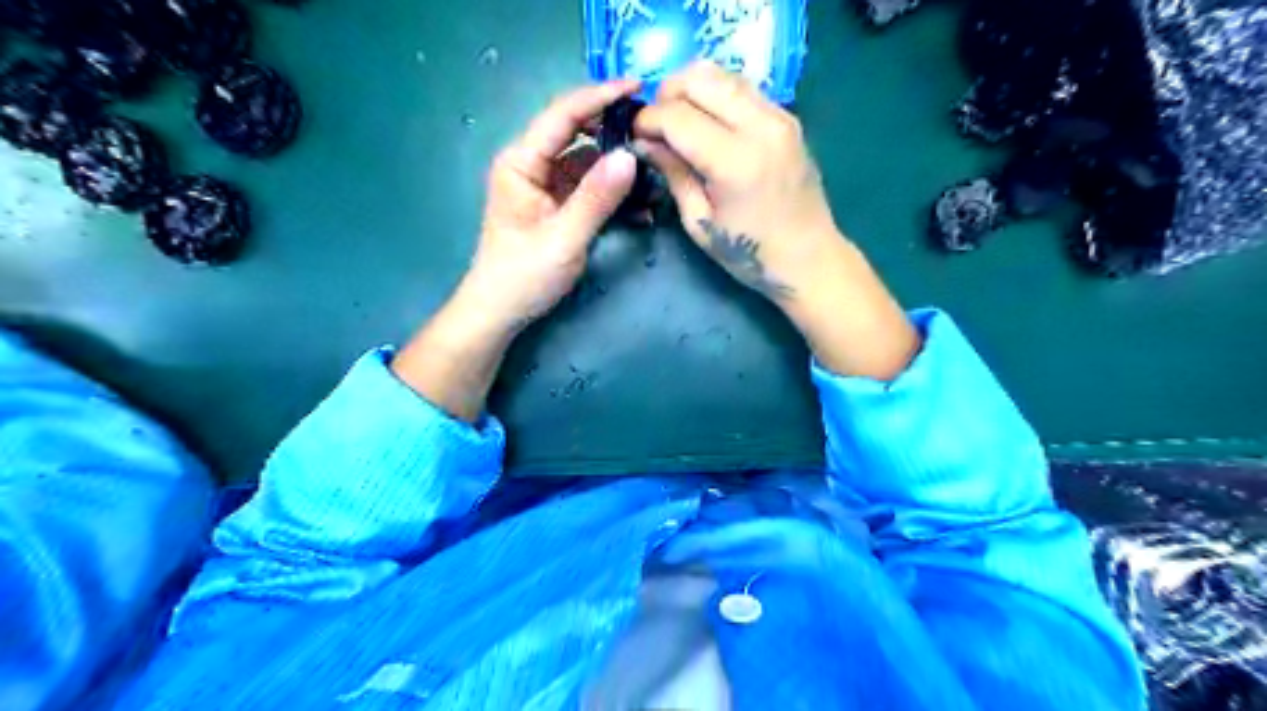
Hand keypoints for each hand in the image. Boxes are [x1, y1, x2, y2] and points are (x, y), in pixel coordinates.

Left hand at [392, 81, 637, 422]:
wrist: (500, 313)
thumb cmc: (523, 277)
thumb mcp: (564, 239)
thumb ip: (596, 198)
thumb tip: (629, 156)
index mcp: (521, 163)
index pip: (562, 115)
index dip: (599, 97)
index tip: (637, 88)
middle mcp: (531, 165)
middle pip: (576, 133)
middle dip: (614, 131)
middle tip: (653, 132)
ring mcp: (544, 185)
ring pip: (587, 161)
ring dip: (618, 167)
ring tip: (655, 173)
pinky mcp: (556, 205)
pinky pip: (588, 188)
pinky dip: (612, 193)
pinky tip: (639, 207)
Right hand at [632, 62, 921, 383]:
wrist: (810, 258)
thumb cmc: (751, 253)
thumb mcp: (700, 222)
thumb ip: (673, 174)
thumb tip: (644, 142)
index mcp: (735, 161)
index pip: (677, 115)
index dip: (647, 121)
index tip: (635, 136)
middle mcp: (760, 126)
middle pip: (699, 78)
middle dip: (666, 95)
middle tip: (656, 126)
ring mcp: (779, 116)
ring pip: (722, 73)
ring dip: (691, 90)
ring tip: (679, 122)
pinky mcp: (787, 117)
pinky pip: (742, 87)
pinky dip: (716, 95)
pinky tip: (708, 124)